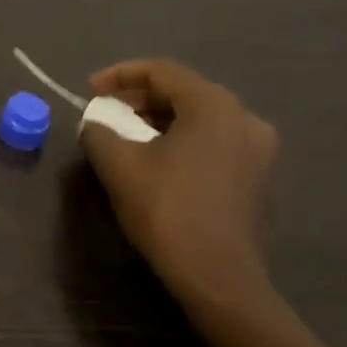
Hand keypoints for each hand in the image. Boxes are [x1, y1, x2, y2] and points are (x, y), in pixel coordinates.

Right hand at [79, 58, 278, 309]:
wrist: (217, 275)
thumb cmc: (167, 209)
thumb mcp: (118, 165)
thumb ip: (99, 132)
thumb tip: (95, 124)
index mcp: (213, 105)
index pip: (162, 71)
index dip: (120, 75)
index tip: (90, 90)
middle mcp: (243, 117)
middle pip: (184, 92)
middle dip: (141, 98)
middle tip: (108, 111)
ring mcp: (257, 149)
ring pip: (200, 118)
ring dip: (160, 120)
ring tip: (127, 134)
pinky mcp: (257, 176)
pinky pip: (213, 142)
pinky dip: (183, 140)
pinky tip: (158, 159)